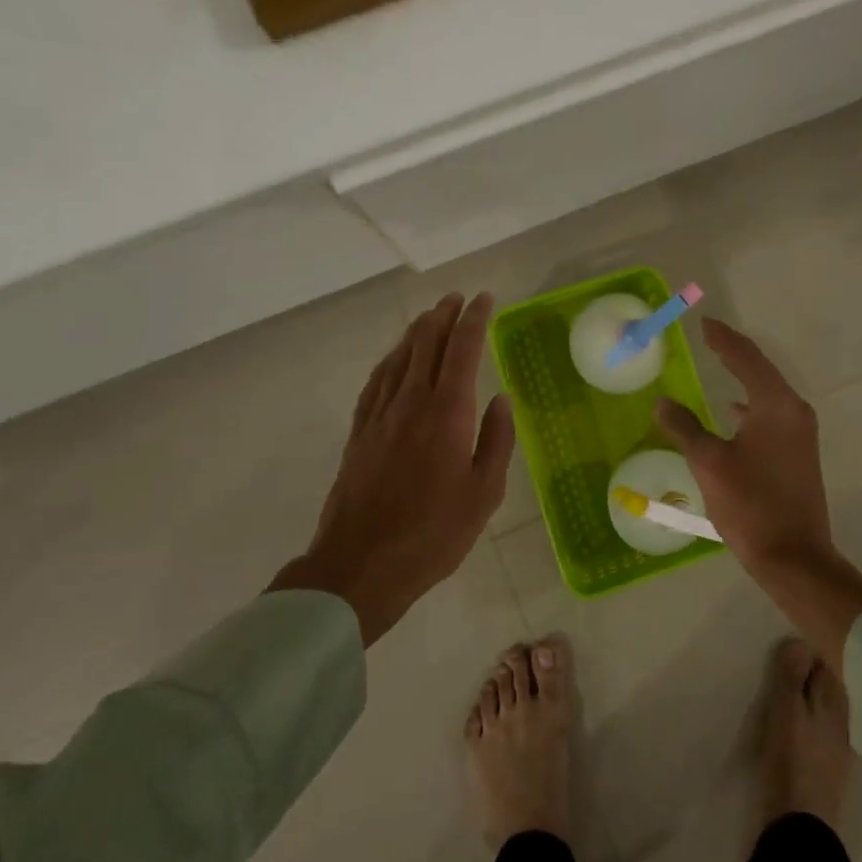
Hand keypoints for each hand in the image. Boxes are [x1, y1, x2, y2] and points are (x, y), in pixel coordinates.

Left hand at [270, 293, 515, 643]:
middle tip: (457, 298)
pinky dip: (390, 360)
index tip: (486, 299)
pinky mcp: (359, 432)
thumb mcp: (484, 493)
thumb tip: (501, 399)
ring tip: (430, 317)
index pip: (463, 349)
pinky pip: (376, 381)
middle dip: (444, 315)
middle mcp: (412, 401)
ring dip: (417, 332)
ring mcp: (380, 415)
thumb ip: (496, 441)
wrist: (361, 564)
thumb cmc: (434, 533)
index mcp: (448, 413)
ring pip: (399, 357)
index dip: (476, 320)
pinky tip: (395, 358)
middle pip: (427, 343)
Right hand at [655, 317, 861, 664]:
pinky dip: (750, 403)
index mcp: (776, 405)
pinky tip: (733, 412)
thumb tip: (663, 402)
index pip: (746, 358)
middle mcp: (794, 411)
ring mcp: (801, 433)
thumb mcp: (709, 463)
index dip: (723, 338)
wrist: (795, 557)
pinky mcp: (798, 452)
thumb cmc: (751, 505)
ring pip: (767, 392)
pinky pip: (771, 413)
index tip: (704, 323)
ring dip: (743, 376)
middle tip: (709, 337)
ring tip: (718, 363)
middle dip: (734, 352)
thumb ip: (684, 427)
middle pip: (761, 370)